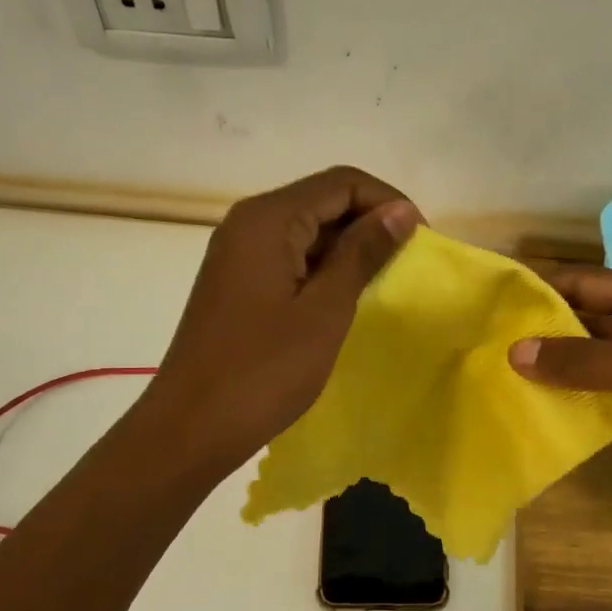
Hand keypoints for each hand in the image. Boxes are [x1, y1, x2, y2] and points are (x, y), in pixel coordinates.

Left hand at [144, 166, 420, 476]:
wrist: (191, 427)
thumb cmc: (263, 371)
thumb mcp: (325, 310)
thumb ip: (363, 253)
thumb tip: (401, 211)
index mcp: (269, 219)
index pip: (342, 182)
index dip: (388, 202)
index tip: (420, 240)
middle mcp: (249, 223)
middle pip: (323, 199)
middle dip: (370, 222)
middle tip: (407, 263)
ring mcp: (239, 253)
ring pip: (308, 229)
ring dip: (349, 247)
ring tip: (384, 281)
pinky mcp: (238, 281)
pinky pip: (290, 256)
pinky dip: (323, 268)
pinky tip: (345, 298)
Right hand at [509, 265, 611, 523]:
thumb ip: (582, 360)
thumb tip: (514, 352)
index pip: (586, 285)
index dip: (542, 292)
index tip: (491, 306)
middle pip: (586, 328)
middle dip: (542, 339)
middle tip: (484, 353)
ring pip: (593, 371)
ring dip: (557, 380)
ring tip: (500, 387)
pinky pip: (607, 408)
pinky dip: (580, 414)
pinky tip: (541, 420)